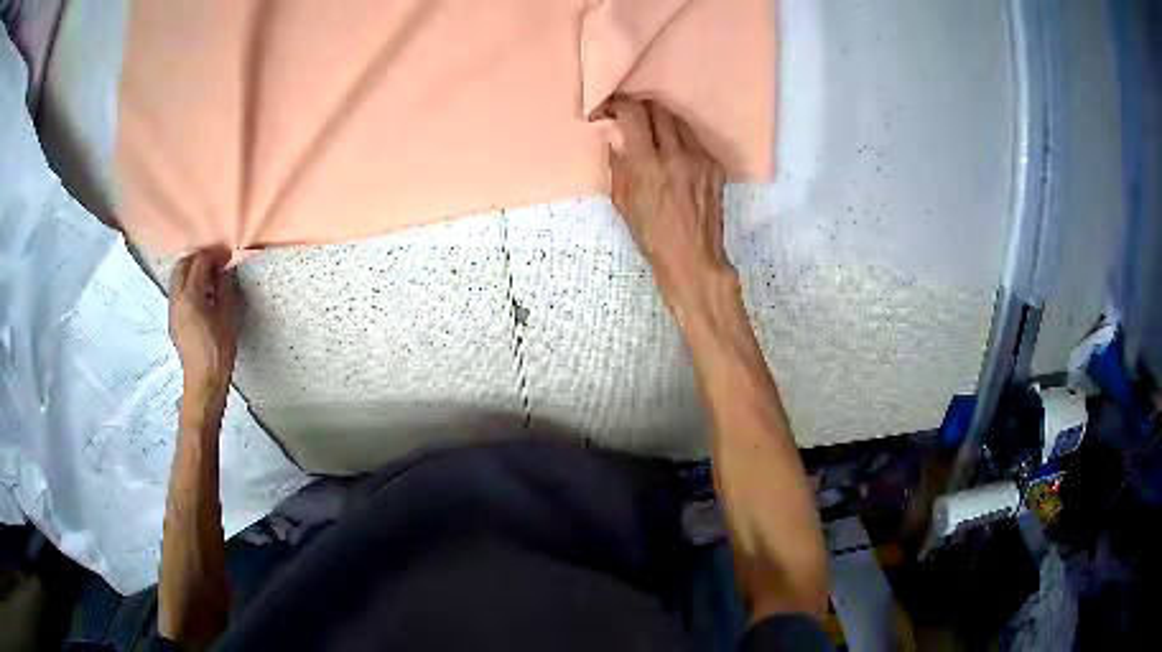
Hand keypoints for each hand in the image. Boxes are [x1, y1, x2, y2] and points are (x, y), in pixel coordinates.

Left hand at [168, 249, 237, 396]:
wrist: (203, 382)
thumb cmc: (218, 352)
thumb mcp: (227, 318)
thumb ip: (224, 290)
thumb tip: (224, 271)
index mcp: (190, 297)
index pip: (199, 263)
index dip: (214, 256)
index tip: (228, 257)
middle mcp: (176, 299)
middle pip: (183, 265)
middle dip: (199, 259)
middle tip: (217, 263)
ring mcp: (172, 310)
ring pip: (178, 277)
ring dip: (192, 271)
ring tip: (210, 278)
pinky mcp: (173, 320)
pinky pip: (178, 291)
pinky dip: (188, 284)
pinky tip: (202, 295)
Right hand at [608, 97, 736, 323]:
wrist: (692, 258)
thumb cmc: (651, 235)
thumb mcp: (621, 200)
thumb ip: (618, 163)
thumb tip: (617, 137)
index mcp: (647, 165)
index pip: (632, 113)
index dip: (616, 105)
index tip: (607, 111)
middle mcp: (676, 155)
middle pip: (657, 109)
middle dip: (639, 108)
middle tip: (629, 118)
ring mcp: (700, 159)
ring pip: (678, 121)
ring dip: (660, 120)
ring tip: (651, 133)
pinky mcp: (715, 166)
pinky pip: (694, 140)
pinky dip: (679, 139)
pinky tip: (673, 154)